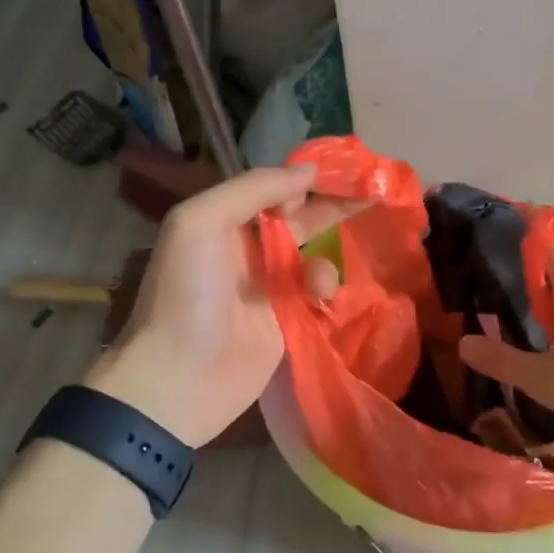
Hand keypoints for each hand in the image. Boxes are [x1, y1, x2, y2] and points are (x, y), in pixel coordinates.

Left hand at [84, 165, 356, 446]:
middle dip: (332, 207)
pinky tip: (321, 301)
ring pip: (314, 257)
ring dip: (323, 263)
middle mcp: (247, 249)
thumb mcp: (201, 222)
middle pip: (299, 219)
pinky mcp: (288, 321)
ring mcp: (269, 287)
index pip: (272, 189)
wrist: (180, 379)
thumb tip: (309, 173)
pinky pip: (318, 294)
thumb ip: (253, 188)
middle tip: (373, 195)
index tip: (340, 174)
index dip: (304, 180)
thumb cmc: (186, 294)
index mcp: (223, 221)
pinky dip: (326, 291)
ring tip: (316, 284)